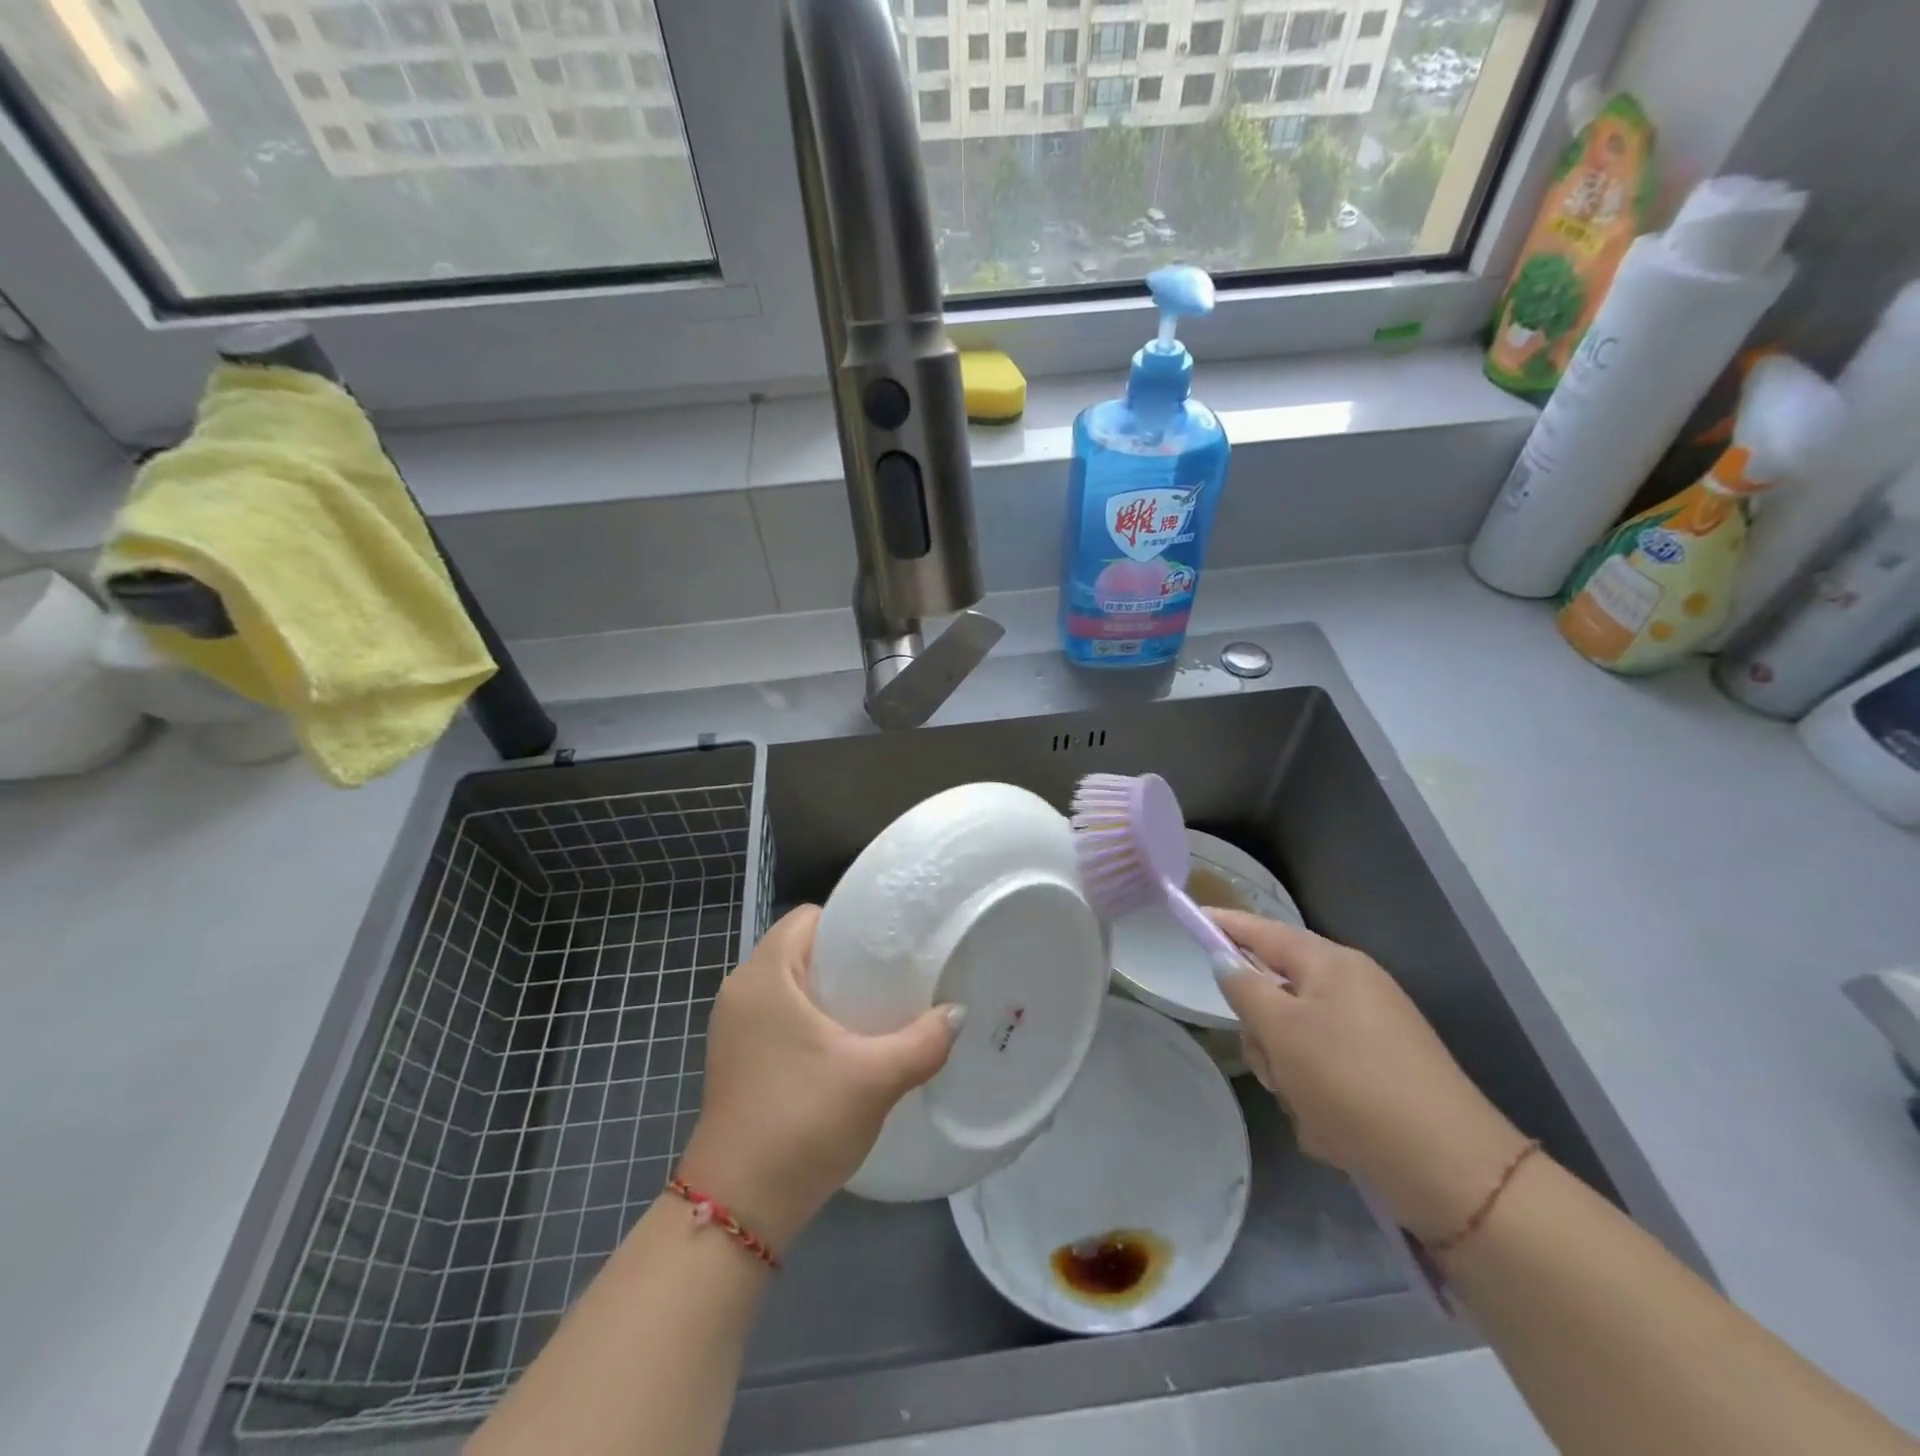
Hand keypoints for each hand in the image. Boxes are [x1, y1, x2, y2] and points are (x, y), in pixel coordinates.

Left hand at [674, 906, 960, 1250]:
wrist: (737, 1212)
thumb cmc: (801, 1122)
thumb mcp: (874, 1078)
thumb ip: (924, 1040)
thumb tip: (959, 1013)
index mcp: (764, 976)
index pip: (809, 917)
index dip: (851, 923)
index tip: (891, 943)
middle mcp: (741, 991)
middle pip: (802, 950)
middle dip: (848, 959)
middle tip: (895, 976)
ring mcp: (734, 1029)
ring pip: (792, 987)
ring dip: (831, 993)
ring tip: (878, 1009)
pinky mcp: (737, 1060)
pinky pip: (781, 1017)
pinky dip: (812, 1020)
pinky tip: (847, 1047)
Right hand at [1209, 909, 1530, 1242]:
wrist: (1452, 1171)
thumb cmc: (1353, 1083)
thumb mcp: (1283, 1031)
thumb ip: (1245, 988)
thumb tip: (1226, 961)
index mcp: (1331, 965)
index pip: (1262, 931)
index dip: (1224, 925)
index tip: (1189, 917)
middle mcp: (1351, 989)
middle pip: (1275, 993)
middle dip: (1263, 1034)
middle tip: (1274, 1066)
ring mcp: (1369, 1033)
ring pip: (1293, 1041)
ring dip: (1288, 1075)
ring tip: (1309, 1108)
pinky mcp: (1380, 1075)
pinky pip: (1321, 1075)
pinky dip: (1316, 1101)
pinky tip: (1334, 1131)